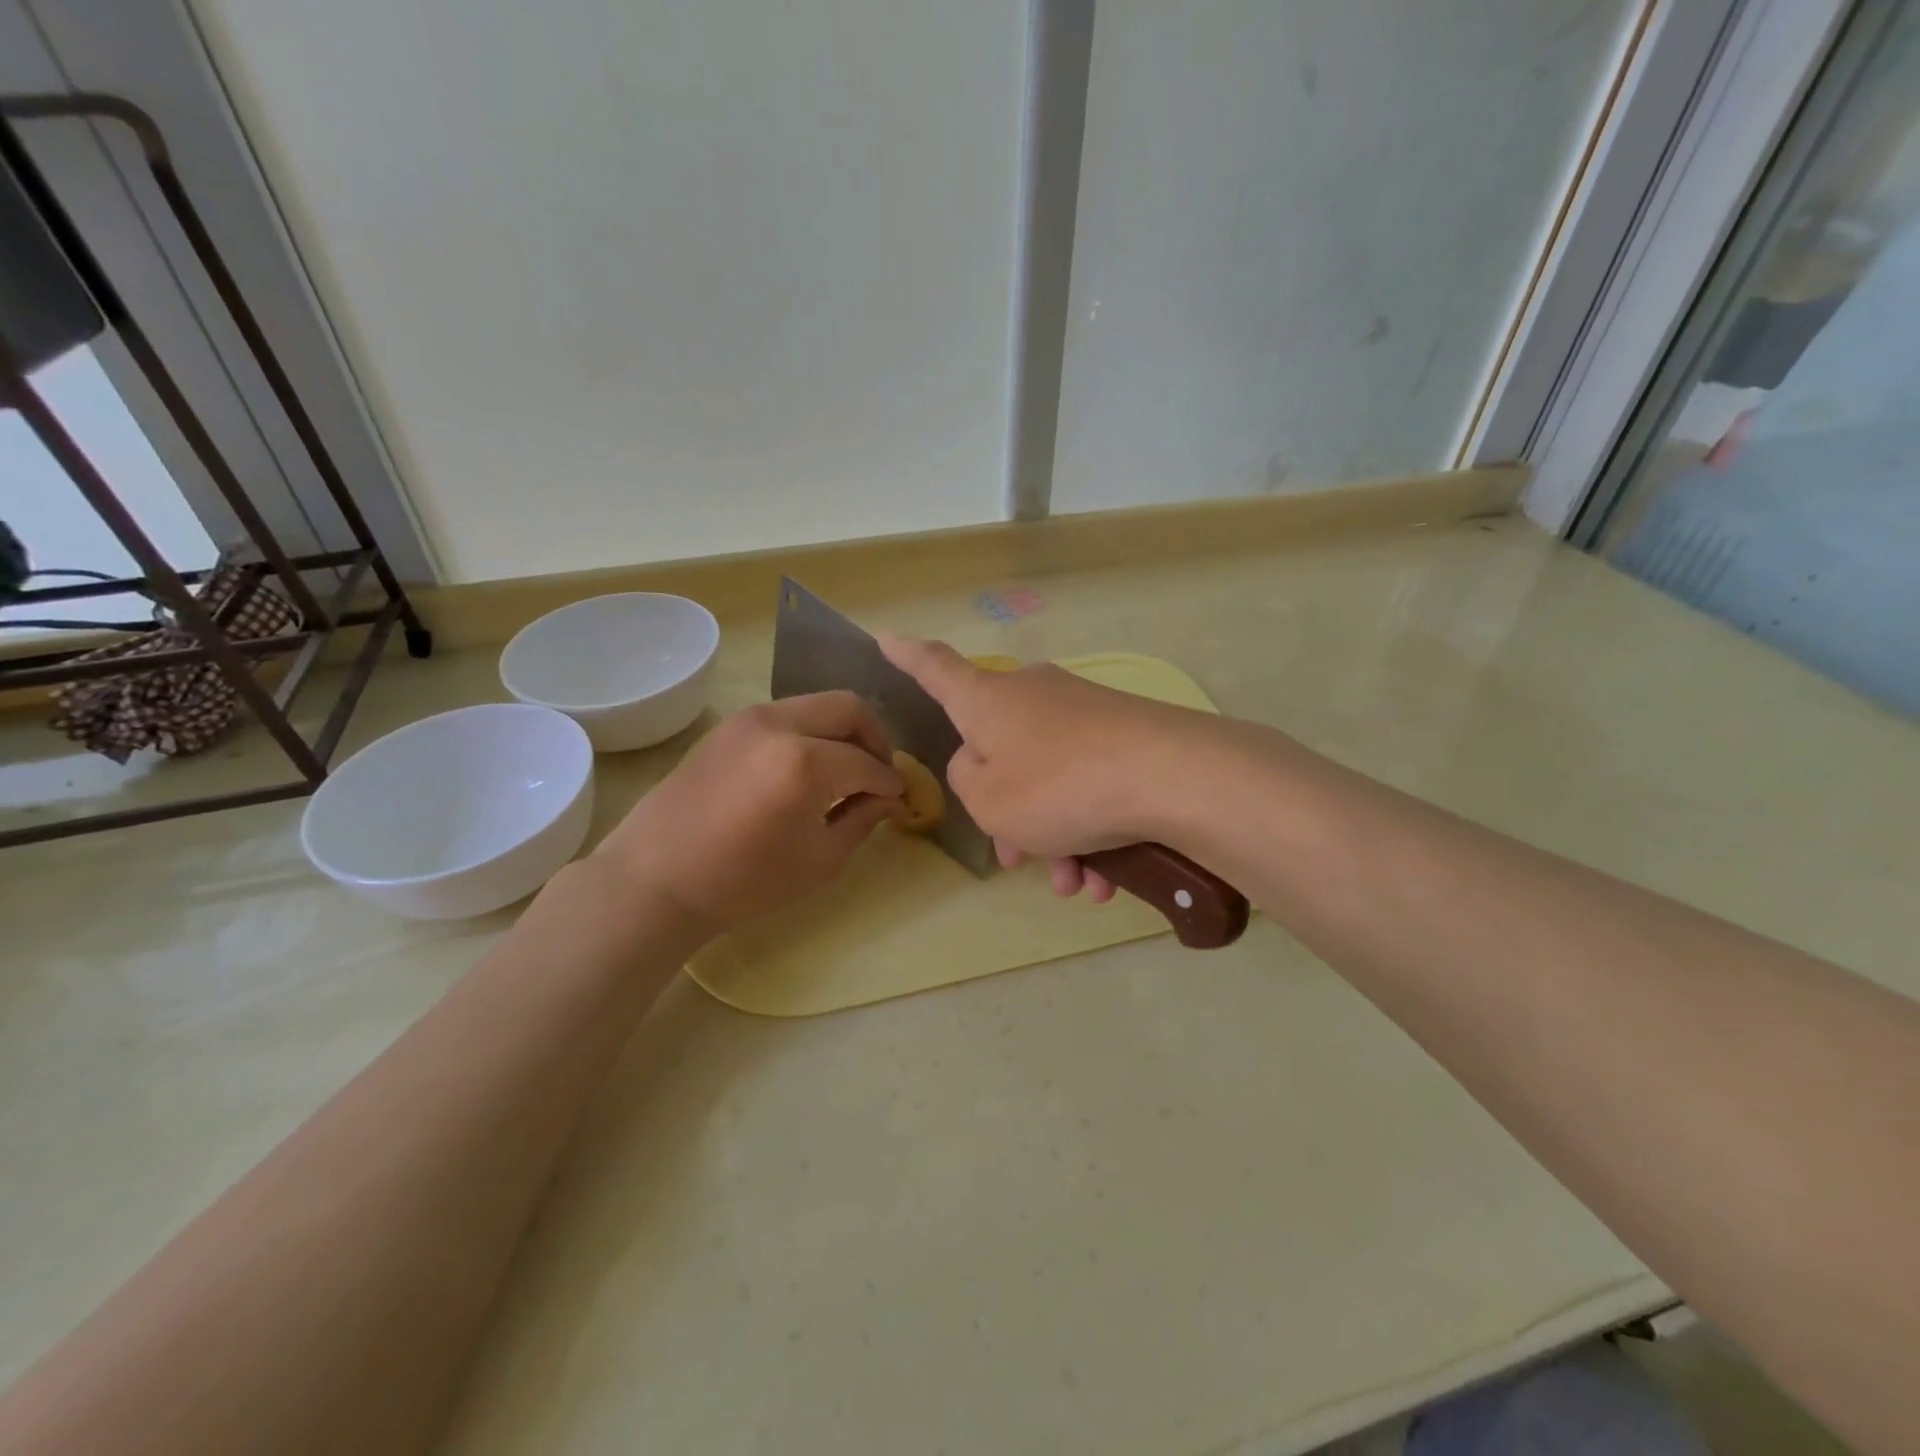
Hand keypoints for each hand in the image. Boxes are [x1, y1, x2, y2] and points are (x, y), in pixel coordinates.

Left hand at [592, 693, 904, 935]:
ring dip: (841, 731)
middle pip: (848, 708)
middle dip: (874, 738)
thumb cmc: (744, 883)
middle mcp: (779, 724)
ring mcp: (749, 718)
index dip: (889, 782)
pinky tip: (806, 768)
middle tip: (878, 773)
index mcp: (805, 762)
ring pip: (816, 705)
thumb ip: (861, 820)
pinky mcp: (728, 726)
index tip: (898, 798)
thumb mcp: (819, 860)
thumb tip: (887, 799)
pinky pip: (785, 715)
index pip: (866, 762)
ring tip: (844, 770)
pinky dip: (809, 732)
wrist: (656, 881)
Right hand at [880, 637, 1211, 900]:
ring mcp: (1083, 711)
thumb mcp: (988, 801)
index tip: (885, 638)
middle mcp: (1033, 694)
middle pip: (1001, 751)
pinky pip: (1090, 783)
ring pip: (1051, 780)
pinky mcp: (1126, 733)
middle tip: (1021, 861)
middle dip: (1009, 812)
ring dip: (1055, 837)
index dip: (907, 656)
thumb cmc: (1058, 787)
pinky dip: (1091, 830)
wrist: (1172, 777)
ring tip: (1077, 885)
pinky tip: (1107, 878)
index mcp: (987, 700)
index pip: (935, 668)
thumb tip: (983, 763)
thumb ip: (966, 779)